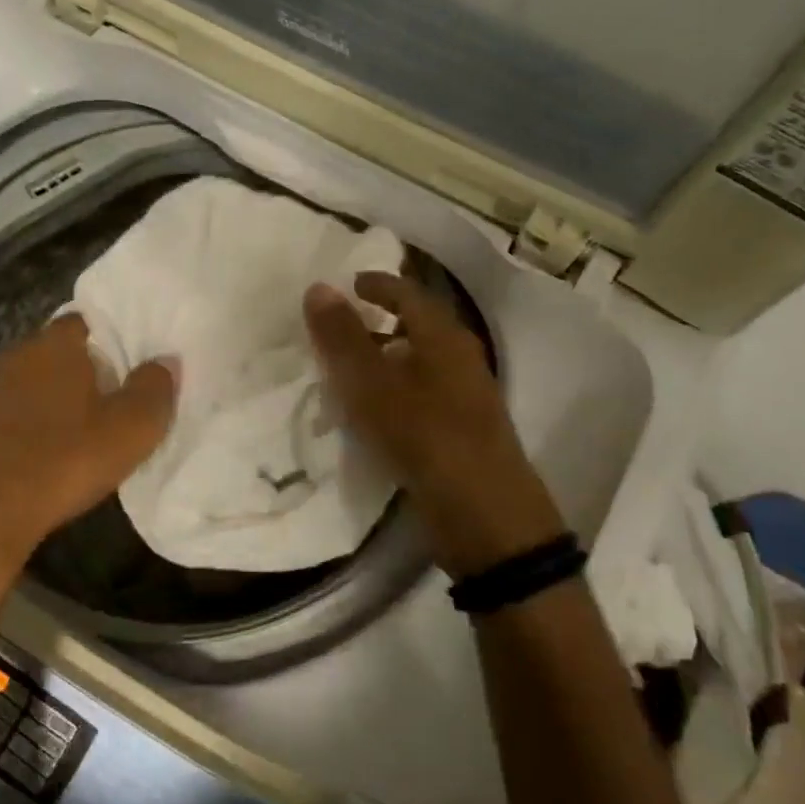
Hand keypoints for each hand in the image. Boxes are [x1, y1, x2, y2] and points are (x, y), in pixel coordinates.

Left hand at [0, 315, 177, 584]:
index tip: (129, 361)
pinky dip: (26, 426)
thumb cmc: (62, 460)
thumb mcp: (129, 430)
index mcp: (55, 345)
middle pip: (58, 351)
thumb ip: (154, 389)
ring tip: (78, 429)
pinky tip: (41, 454)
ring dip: (52, 399)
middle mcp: (17, 356)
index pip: (86, 320)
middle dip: (82, 369)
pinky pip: (9, 414)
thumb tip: (166, 361)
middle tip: (111, 397)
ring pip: (31, 383)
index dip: (110, 337)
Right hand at [305, 272, 564, 577]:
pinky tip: (369, 414)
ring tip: (344, 372)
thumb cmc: (426, 437)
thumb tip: (318, 287)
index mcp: (444, 337)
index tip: (348, 285)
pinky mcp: (462, 430)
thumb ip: (343, 337)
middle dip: (377, 323)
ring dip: (383, 359)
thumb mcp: (373, 384)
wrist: (486, 518)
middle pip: (416, 326)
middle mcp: (460, 358)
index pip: (408, 293)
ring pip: (417, 362)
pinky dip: (393, 391)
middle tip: (338, 329)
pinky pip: (420, 394)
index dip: (377, 285)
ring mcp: (465, 396)